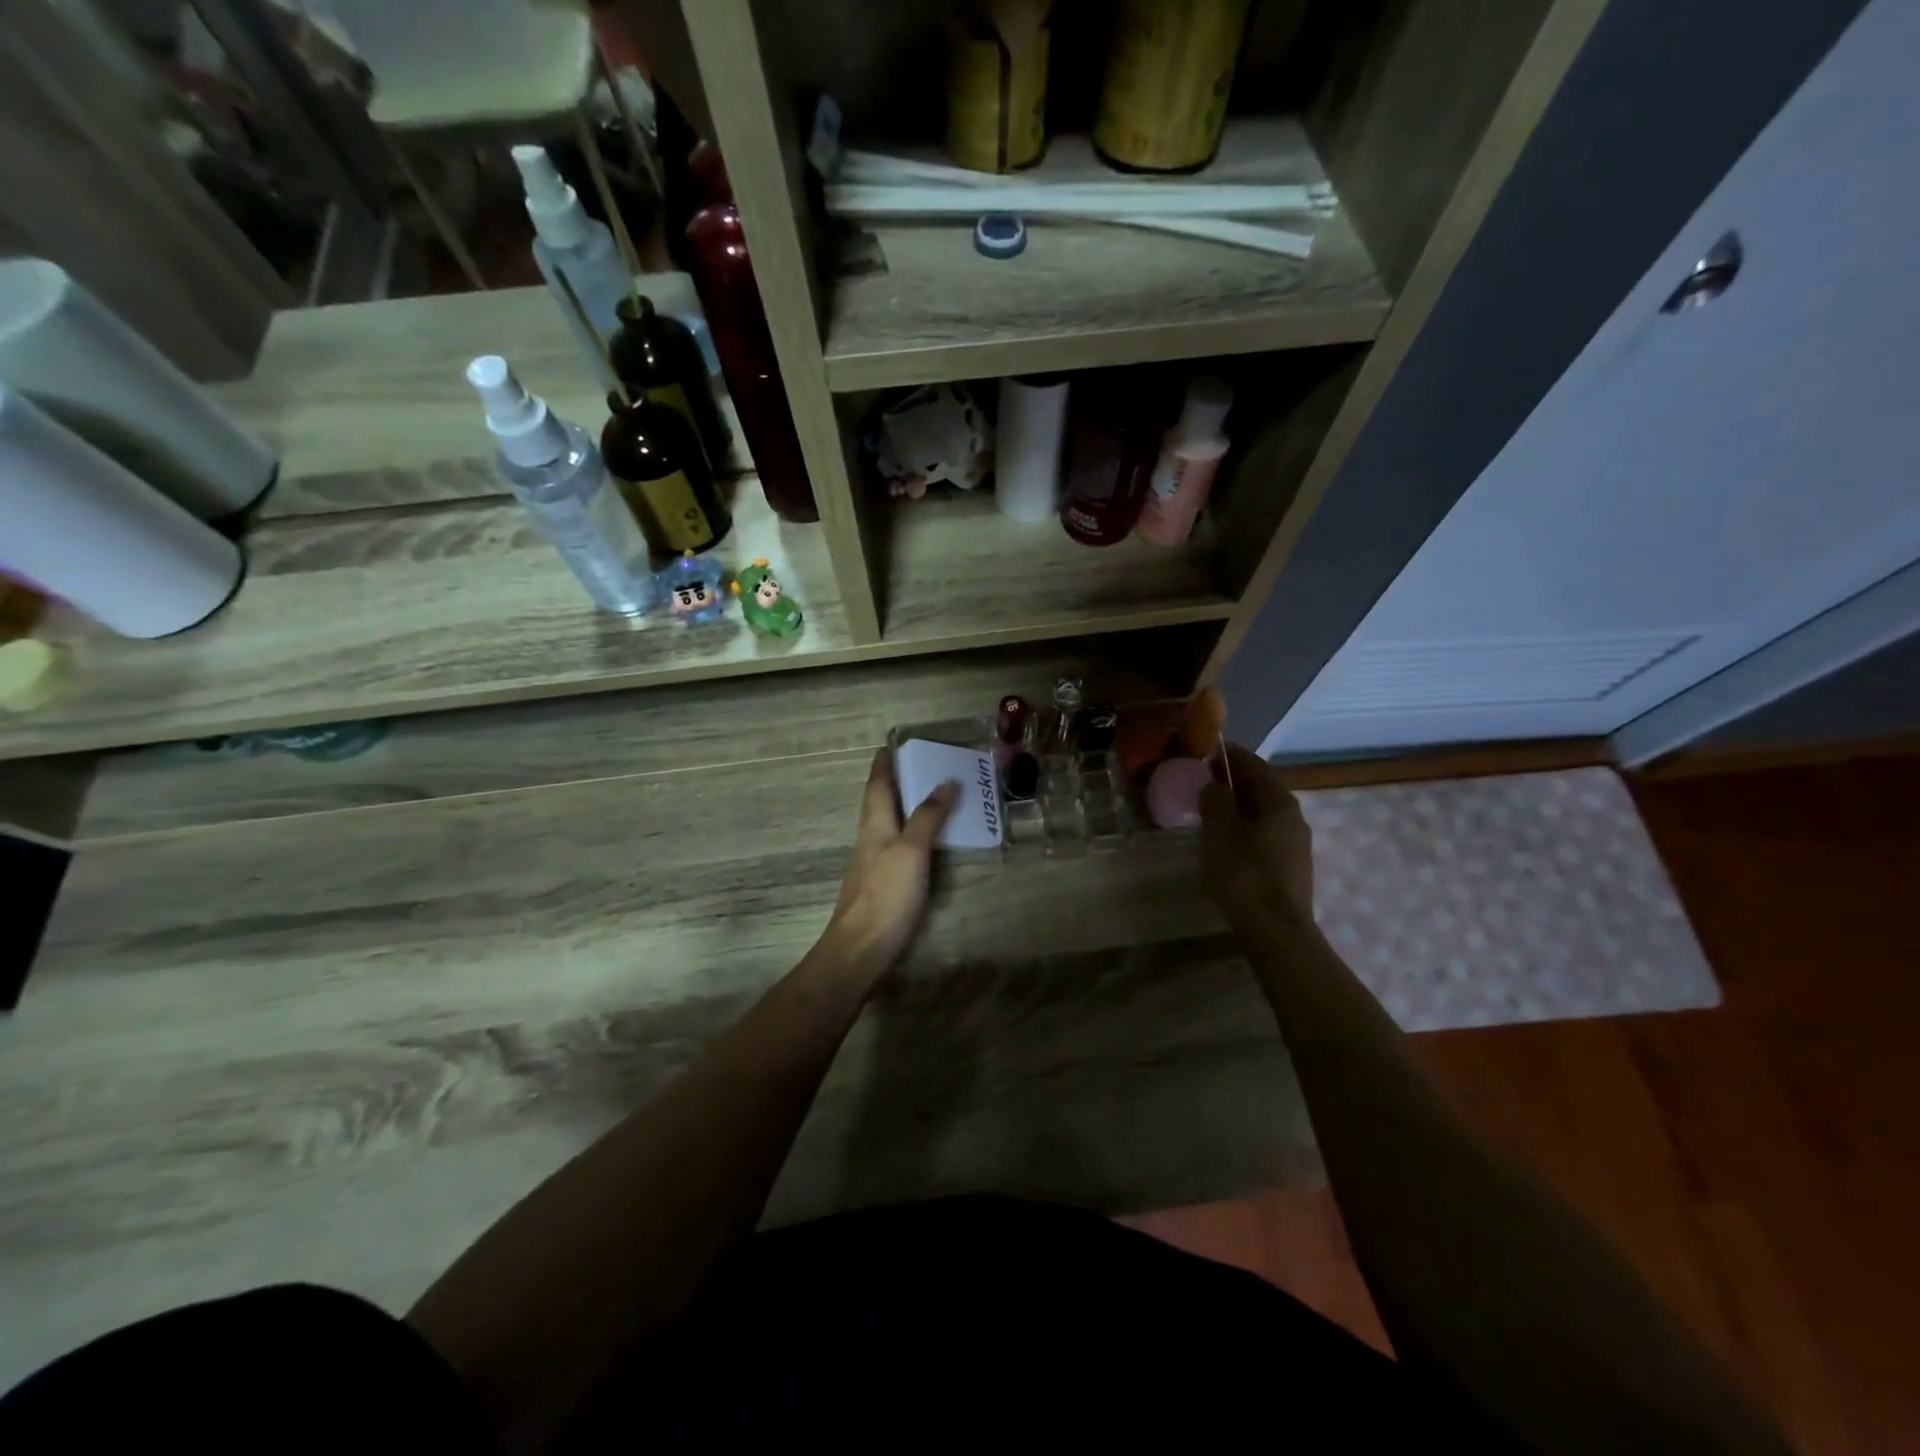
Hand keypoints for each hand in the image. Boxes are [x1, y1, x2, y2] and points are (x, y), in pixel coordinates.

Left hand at [820, 751, 958, 975]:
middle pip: (881, 801)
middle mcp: (871, 838)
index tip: (893, 744)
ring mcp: (875, 862)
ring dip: (907, 806)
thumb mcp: (911, 851)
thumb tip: (946, 781)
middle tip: (923, 765)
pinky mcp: (883, 884)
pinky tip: (929, 841)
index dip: (884, 764)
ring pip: (890, 823)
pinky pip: (899, 846)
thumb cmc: (885, 894)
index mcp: (874, 824)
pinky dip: (914, 833)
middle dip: (898, 782)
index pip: (877, 784)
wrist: (860, 949)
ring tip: (933, 796)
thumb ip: (928, 817)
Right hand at [1199, 744, 1315, 929]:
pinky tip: (1226, 842)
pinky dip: (1244, 830)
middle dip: (1233, 782)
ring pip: (1262, 814)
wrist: (1276, 930)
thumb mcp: (1219, 829)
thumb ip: (1215, 799)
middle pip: (1261, 789)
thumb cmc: (1244, 872)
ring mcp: (1296, 844)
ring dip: (1238, 808)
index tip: (1206, 751)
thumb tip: (1214, 784)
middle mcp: (1294, 817)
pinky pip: (1263, 836)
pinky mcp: (1290, 868)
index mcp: (1279, 800)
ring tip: (1209, 812)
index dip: (1229, 756)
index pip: (1254, 765)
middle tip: (1202, 782)